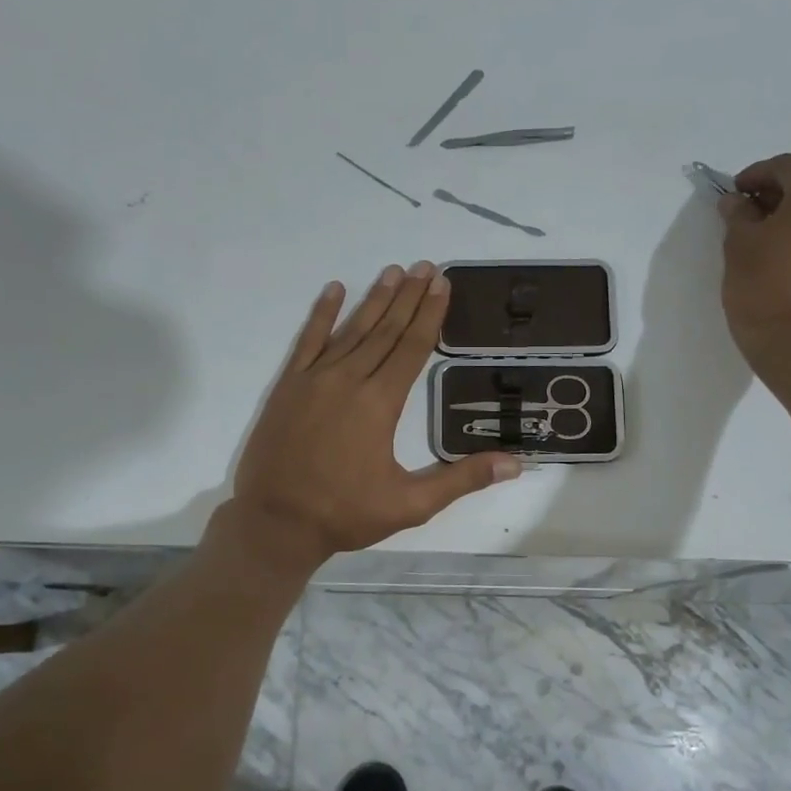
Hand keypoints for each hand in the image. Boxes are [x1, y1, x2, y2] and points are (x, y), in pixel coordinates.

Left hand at [223, 263, 521, 570]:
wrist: (274, 523)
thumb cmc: (345, 514)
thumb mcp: (411, 504)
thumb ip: (462, 480)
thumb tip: (515, 465)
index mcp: (380, 403)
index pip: (412, 348)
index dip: (430, 314)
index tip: (442, 284)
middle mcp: (349, 380)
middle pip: (385, 330)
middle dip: (409, 297)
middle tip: (427, 267)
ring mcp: (314, 379)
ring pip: (351, 330)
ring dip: (375, 299)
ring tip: (394, 271)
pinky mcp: (288, 386)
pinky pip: (308, 341)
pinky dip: (322, 314)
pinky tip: (334, 290)